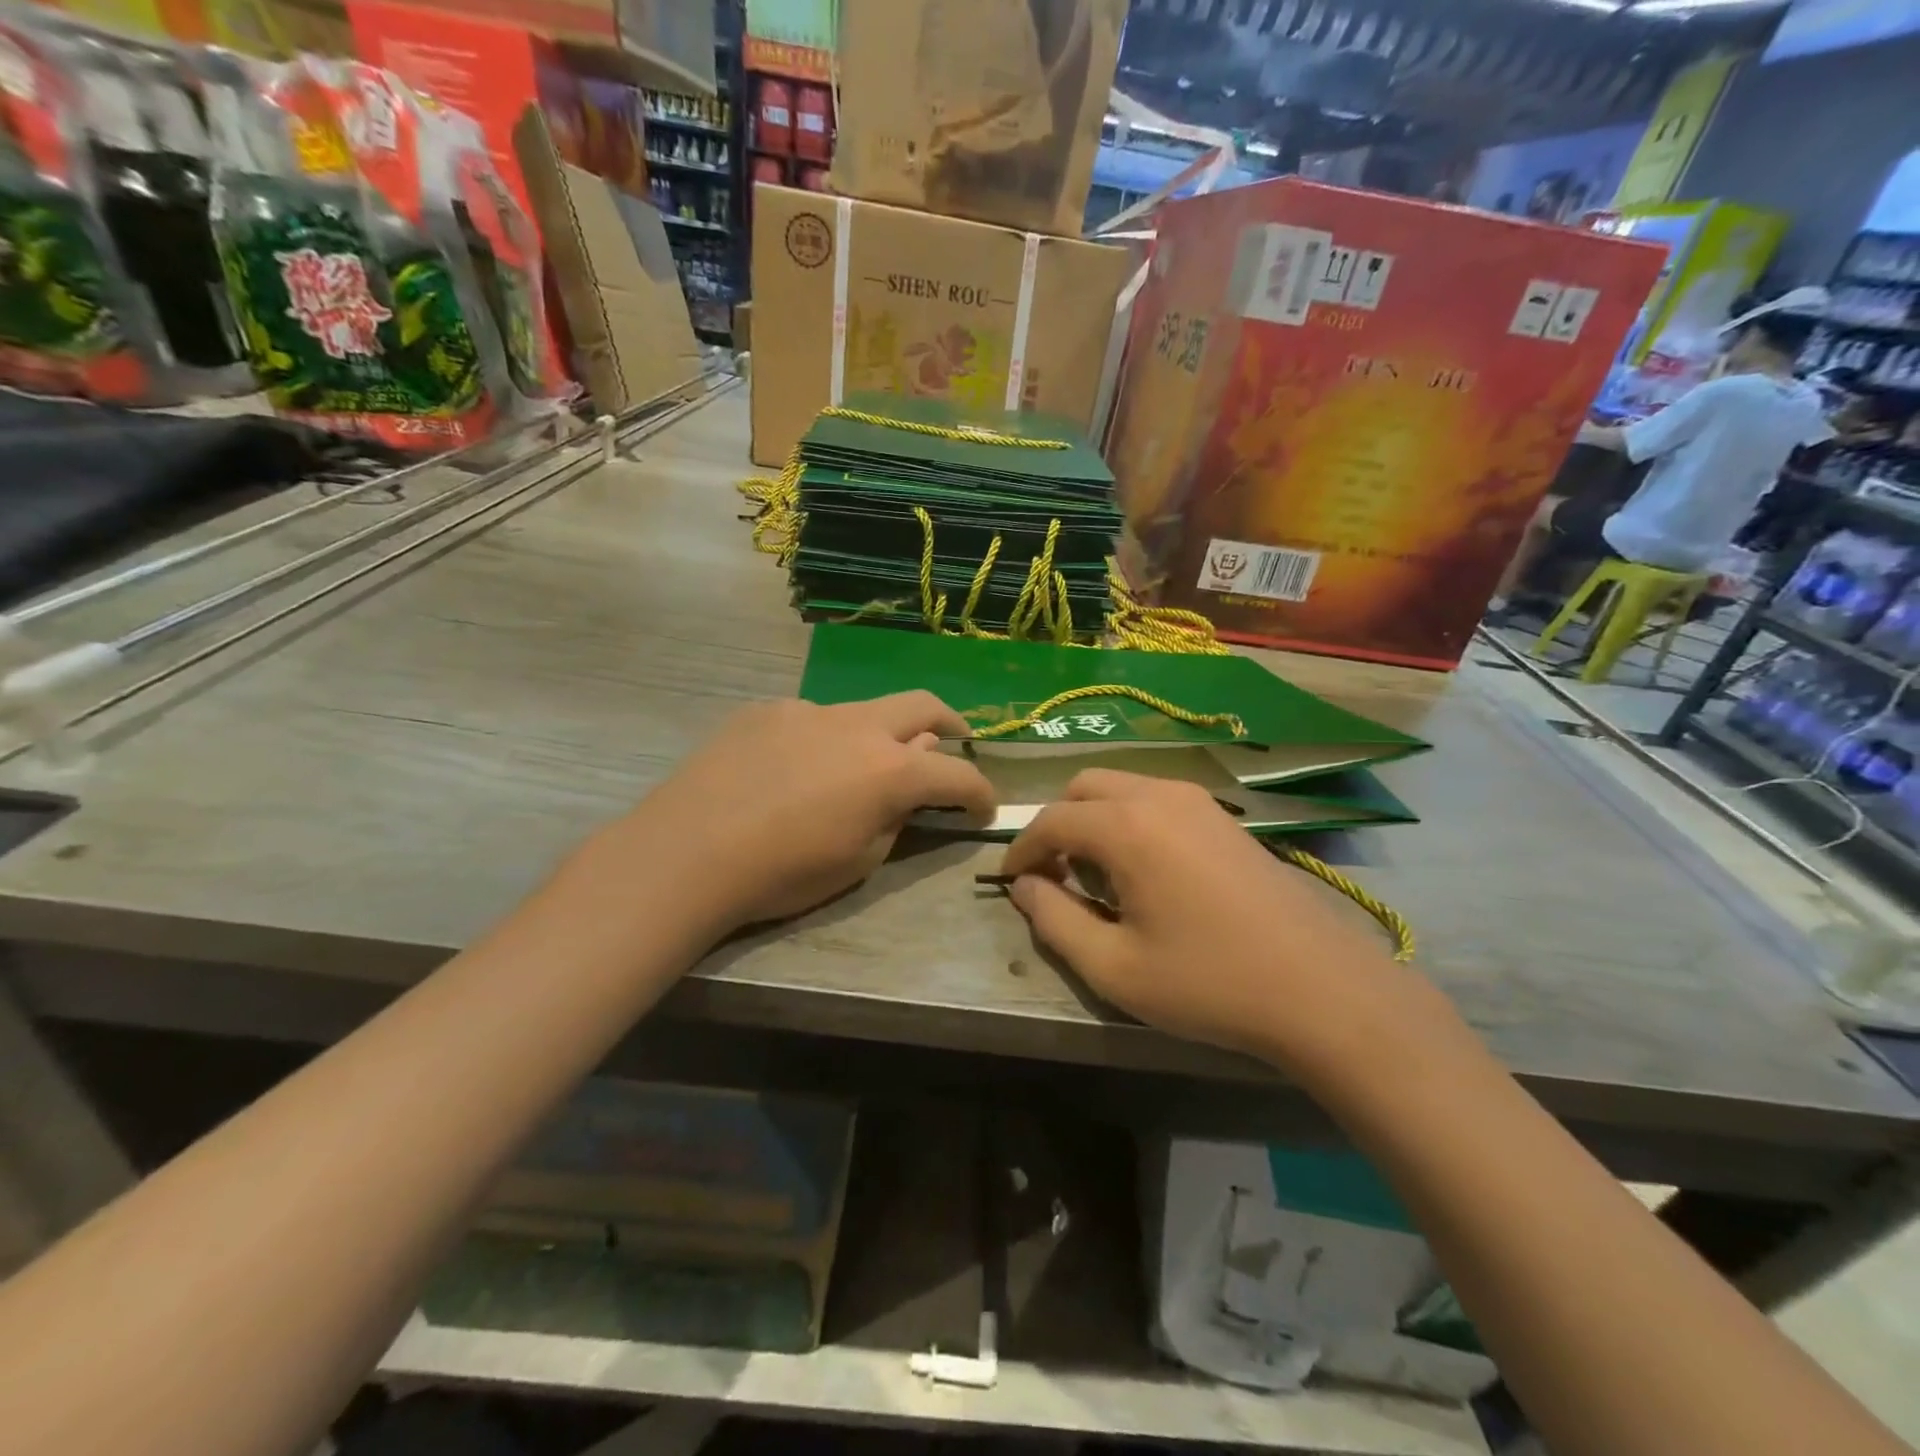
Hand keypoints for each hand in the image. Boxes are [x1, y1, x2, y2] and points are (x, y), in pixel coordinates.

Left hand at [593, 692, 994, 932]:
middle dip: (950, 724)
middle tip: (955, 742)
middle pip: (922, 706)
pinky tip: (794, 770)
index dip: (980, 792)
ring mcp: (809, 710)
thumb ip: (894, 818)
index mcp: (890, 770)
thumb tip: (909, 788)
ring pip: (862, 711)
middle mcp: (857, 726)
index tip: (985, 807)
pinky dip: (823, 739)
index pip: (957, 774)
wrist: (687, 852)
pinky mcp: (767, 710)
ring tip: (857, 768)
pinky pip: (810, 719)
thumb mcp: (858, 862)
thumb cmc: (782, 873)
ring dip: (878, 734)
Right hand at [1000, 770, 1409, 1072]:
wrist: (1322, 990)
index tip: (1010, 882)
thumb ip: (1054, 921)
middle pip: (1083, 788)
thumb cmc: (1209, 983)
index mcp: (1127, 827)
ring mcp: (1198, 801)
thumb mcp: (1114, 968)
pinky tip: (1145, 871)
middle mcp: (1160, 796)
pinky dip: (1129, 820)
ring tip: (1097, 876)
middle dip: (1057, 826)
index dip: (1021, 849)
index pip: (1051, 821)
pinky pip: (1156, 799)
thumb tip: (1025, 887)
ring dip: (1094, 820)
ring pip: (1121, 788)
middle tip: (1054, 876)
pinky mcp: (1224, 817)